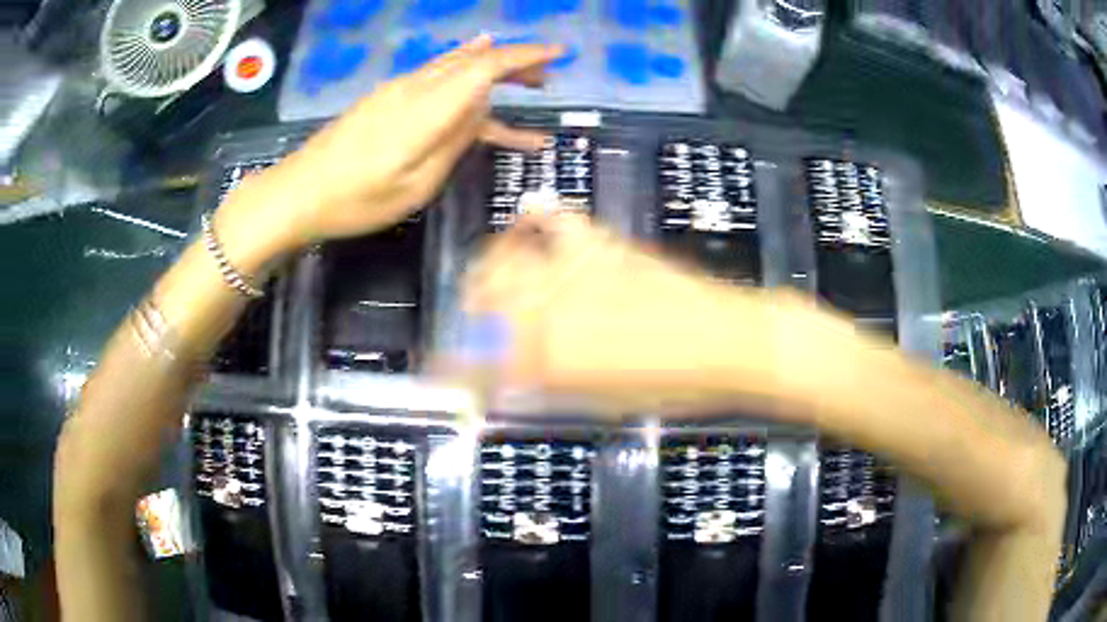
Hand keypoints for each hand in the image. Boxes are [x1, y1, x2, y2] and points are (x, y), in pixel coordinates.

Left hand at [216, 35, 563, 267]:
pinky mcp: (386, 101)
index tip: (559, 52)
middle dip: (516, 64)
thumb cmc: (356, 198)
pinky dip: (466, 81)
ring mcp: (398, 91)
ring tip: (527, 83)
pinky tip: (479, 85)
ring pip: (457, 68)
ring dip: (494, 71)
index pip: (486, 66)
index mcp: (427, 107)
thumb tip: (482, 107)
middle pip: (475, 61)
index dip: (526, 55)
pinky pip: (437, 83)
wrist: (298, 192)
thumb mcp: (415, 184)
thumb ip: (453, 140)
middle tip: (548, 78)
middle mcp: (416, 87)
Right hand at [452, 212, 824, 414]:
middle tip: (472, 323)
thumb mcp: (603, 402)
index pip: (480, 361)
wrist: (727, 342)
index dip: (454, 369)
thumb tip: (508, 381)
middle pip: (481, 298)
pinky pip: (558, 222)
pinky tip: (533, 220)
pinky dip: (539, 218)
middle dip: (466, 310)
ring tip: (494, 277)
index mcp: (547, 357)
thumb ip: (546, 386)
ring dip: (491, 268)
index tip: (445, 374)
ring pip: (505, 257)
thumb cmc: (672, 386)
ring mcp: (573, 269)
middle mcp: (548, 307)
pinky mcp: (600, 245)